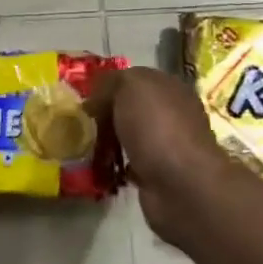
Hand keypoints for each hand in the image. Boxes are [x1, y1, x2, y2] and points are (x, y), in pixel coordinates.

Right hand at [92, 65, 225, 186]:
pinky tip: (102, 167)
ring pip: (128, 136)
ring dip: (107, 142)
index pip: (134, 79)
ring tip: (86, 147)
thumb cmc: (156, 126)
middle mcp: (172, 114)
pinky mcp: (158, 174)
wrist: (180, 184)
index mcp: (170, 88)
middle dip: (105, 115)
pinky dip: (115, 166)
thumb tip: (96, 98)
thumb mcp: (130, 86)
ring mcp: (166, 146)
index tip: (85, 98)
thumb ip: (111, 81)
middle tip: (82, 123)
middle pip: (129, 109)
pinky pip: (128, 163)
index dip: (108, 86)